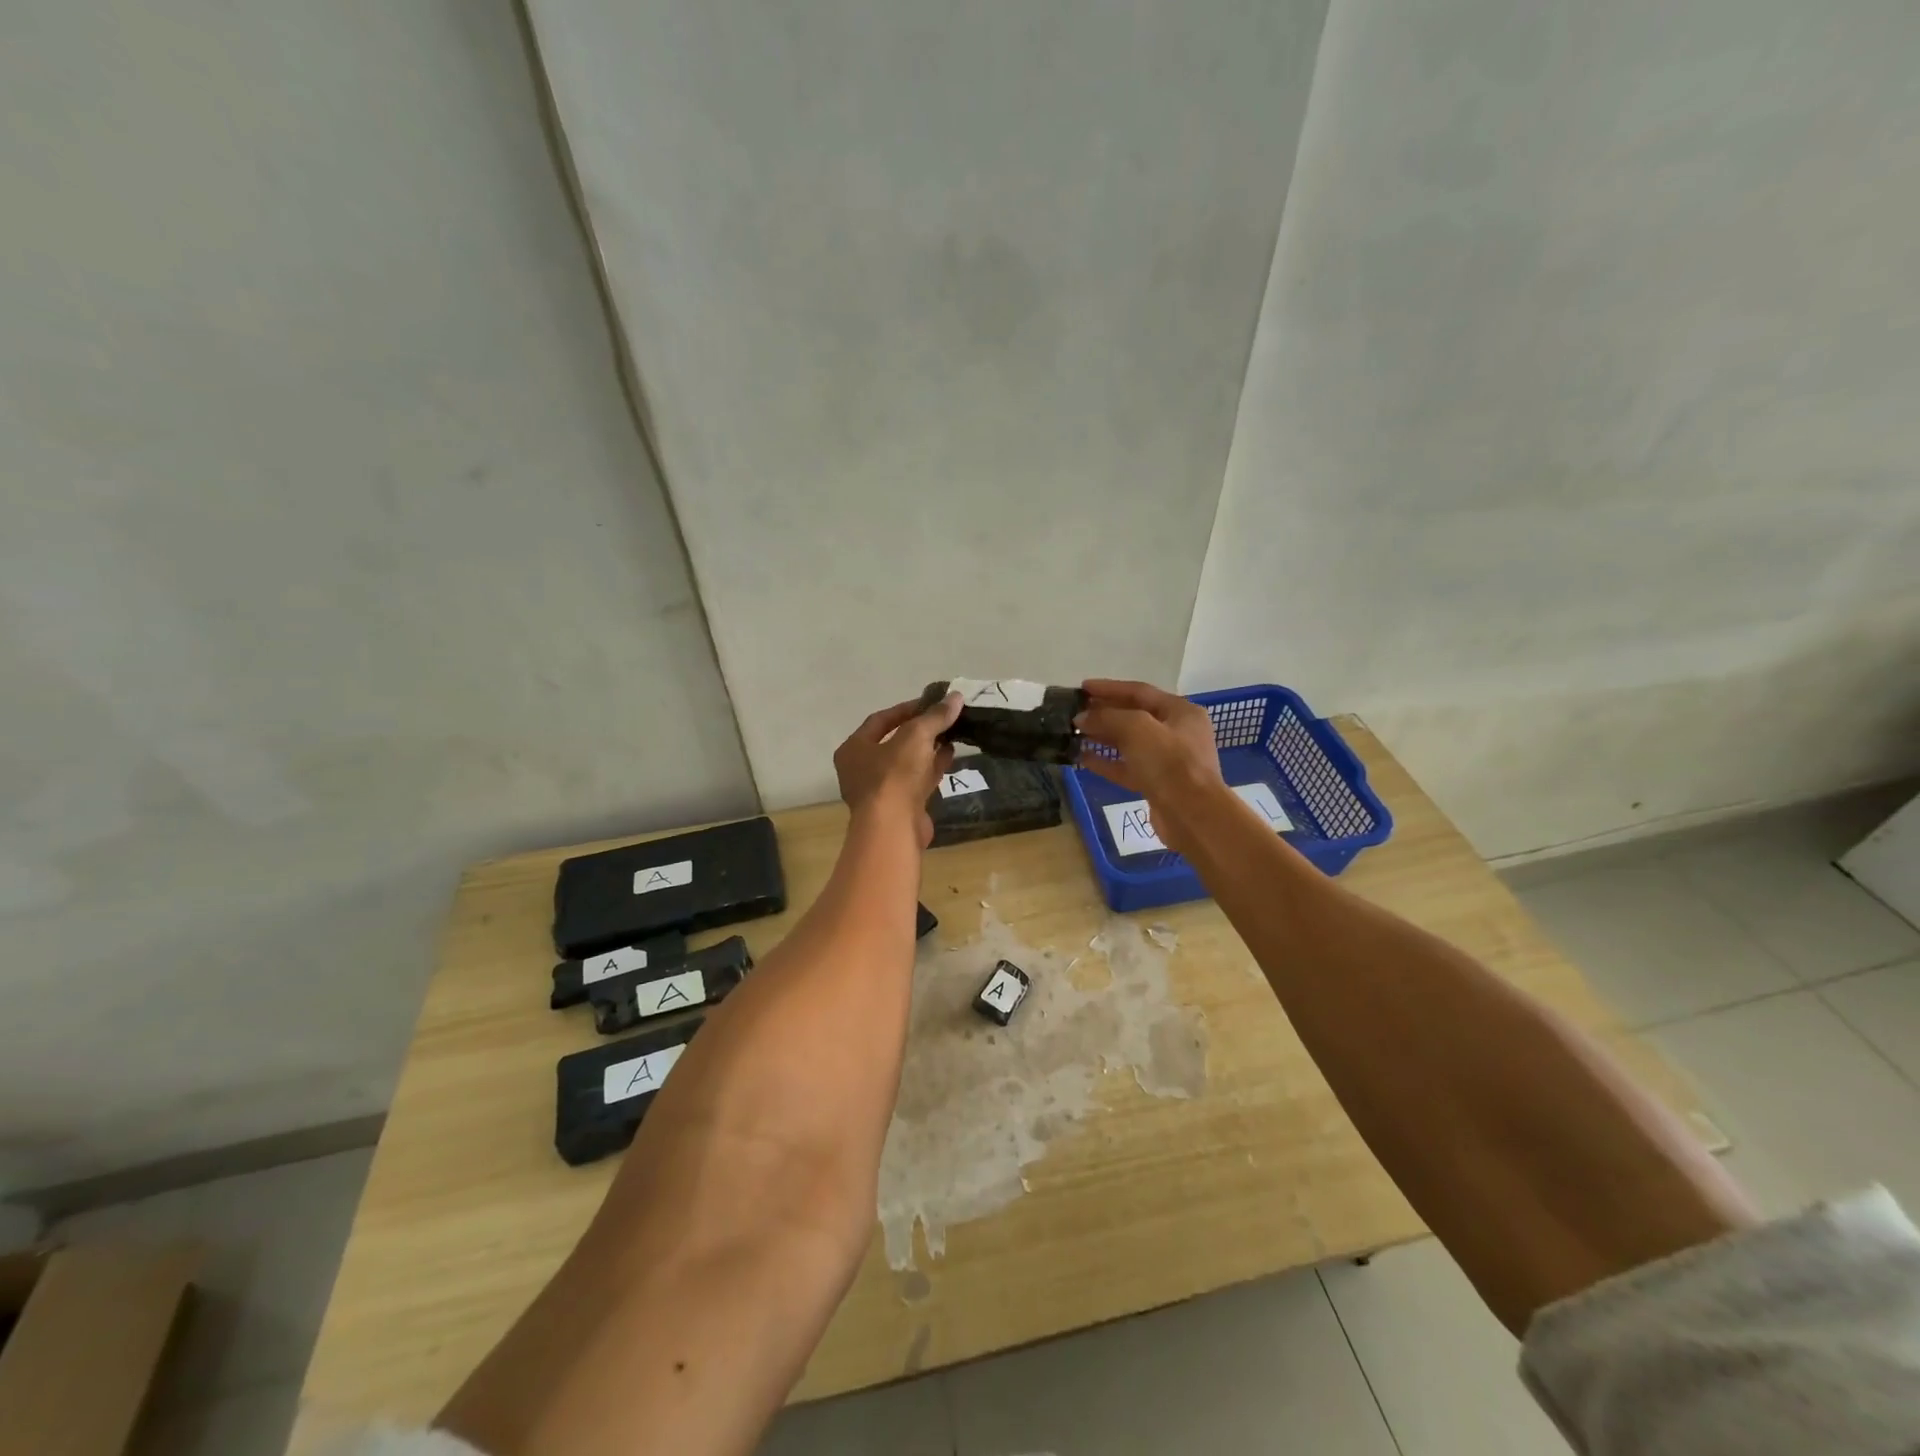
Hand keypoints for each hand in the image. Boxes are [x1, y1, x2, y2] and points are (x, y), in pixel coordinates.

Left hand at [834, 693, 961, 846]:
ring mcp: (880, 791)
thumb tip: (957, 696)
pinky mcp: (899, 807)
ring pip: (907, 763)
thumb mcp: (916, 736)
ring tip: (952, 734)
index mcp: (854, 749)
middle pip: (893, 742)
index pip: (880, 720)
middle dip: (920, 729)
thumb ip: (935, 716)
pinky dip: (932, 767)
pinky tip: (950, 755)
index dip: (907, 708)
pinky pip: (917, 781)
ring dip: (928, 748)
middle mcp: (861, 769)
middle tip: (944, 718)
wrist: (894, 828)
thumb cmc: (895, 776)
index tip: (932, 702)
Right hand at [1076, 679, 1222, 850]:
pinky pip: (1127, 767)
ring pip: (1129, 743)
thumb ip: (1107, 717)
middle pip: (1134, 716)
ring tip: (1074, 732)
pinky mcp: (1156, 784)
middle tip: (1075, 710)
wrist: (1192, 815)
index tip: (1082, 688)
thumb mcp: (1137, 728)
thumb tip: (1081, 717)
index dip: (1109, 688)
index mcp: (1180, 712)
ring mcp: (1167, 760)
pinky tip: (1082, 758)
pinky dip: (1106, 762)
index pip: (1139, 691)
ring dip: (1102, 737)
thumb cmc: (1169, 763)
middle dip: (1104, 713)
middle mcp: (1176, 732)